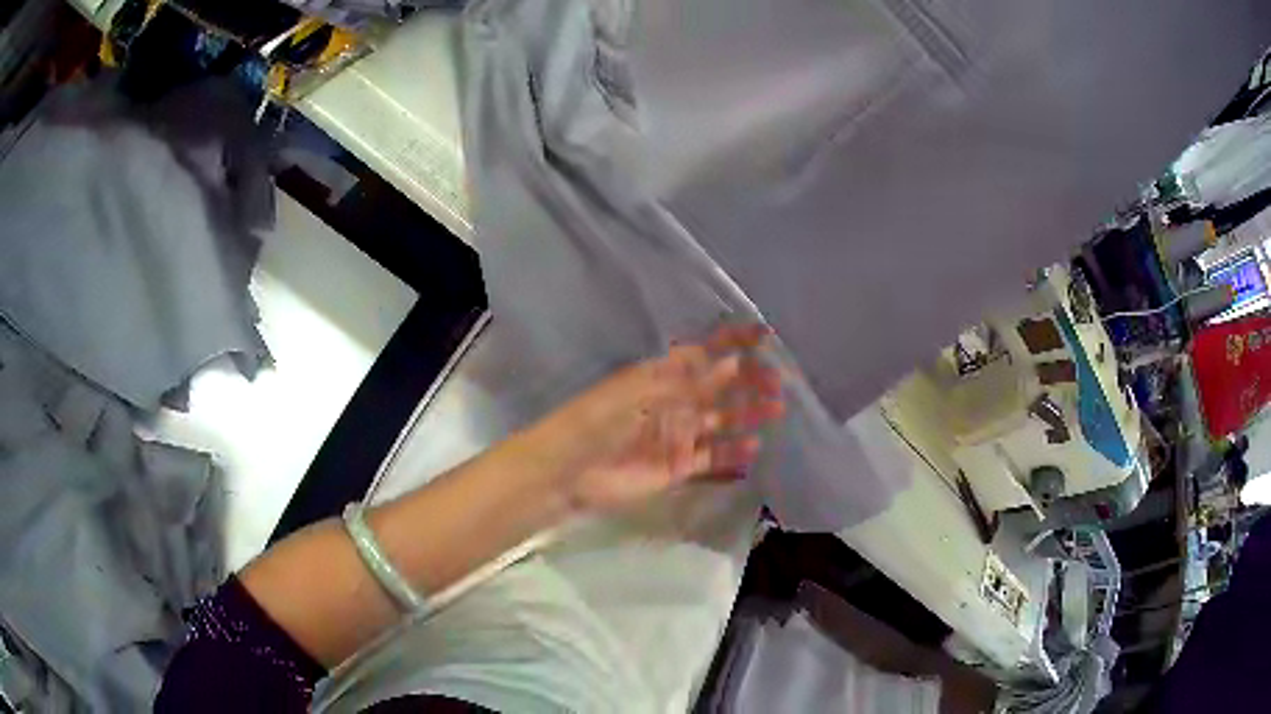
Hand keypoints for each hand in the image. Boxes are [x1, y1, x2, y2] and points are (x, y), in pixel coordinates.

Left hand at [530, 325, 784, 513]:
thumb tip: (729, 363)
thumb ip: (687, 381)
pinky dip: (733, 453)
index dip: (732, 341)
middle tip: (778, 381)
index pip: (704, 352)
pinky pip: (712, 457)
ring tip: (776, 410)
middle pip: (719, 387)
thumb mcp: (642, 391)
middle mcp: (675, 401)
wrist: (572, 470)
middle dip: (749, 380)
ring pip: (721, 421)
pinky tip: (753, 447)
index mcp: (662, 375)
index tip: (764, 335)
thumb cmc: (601, 420)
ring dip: (748, 414)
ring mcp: (678, 435)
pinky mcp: (678, 467)